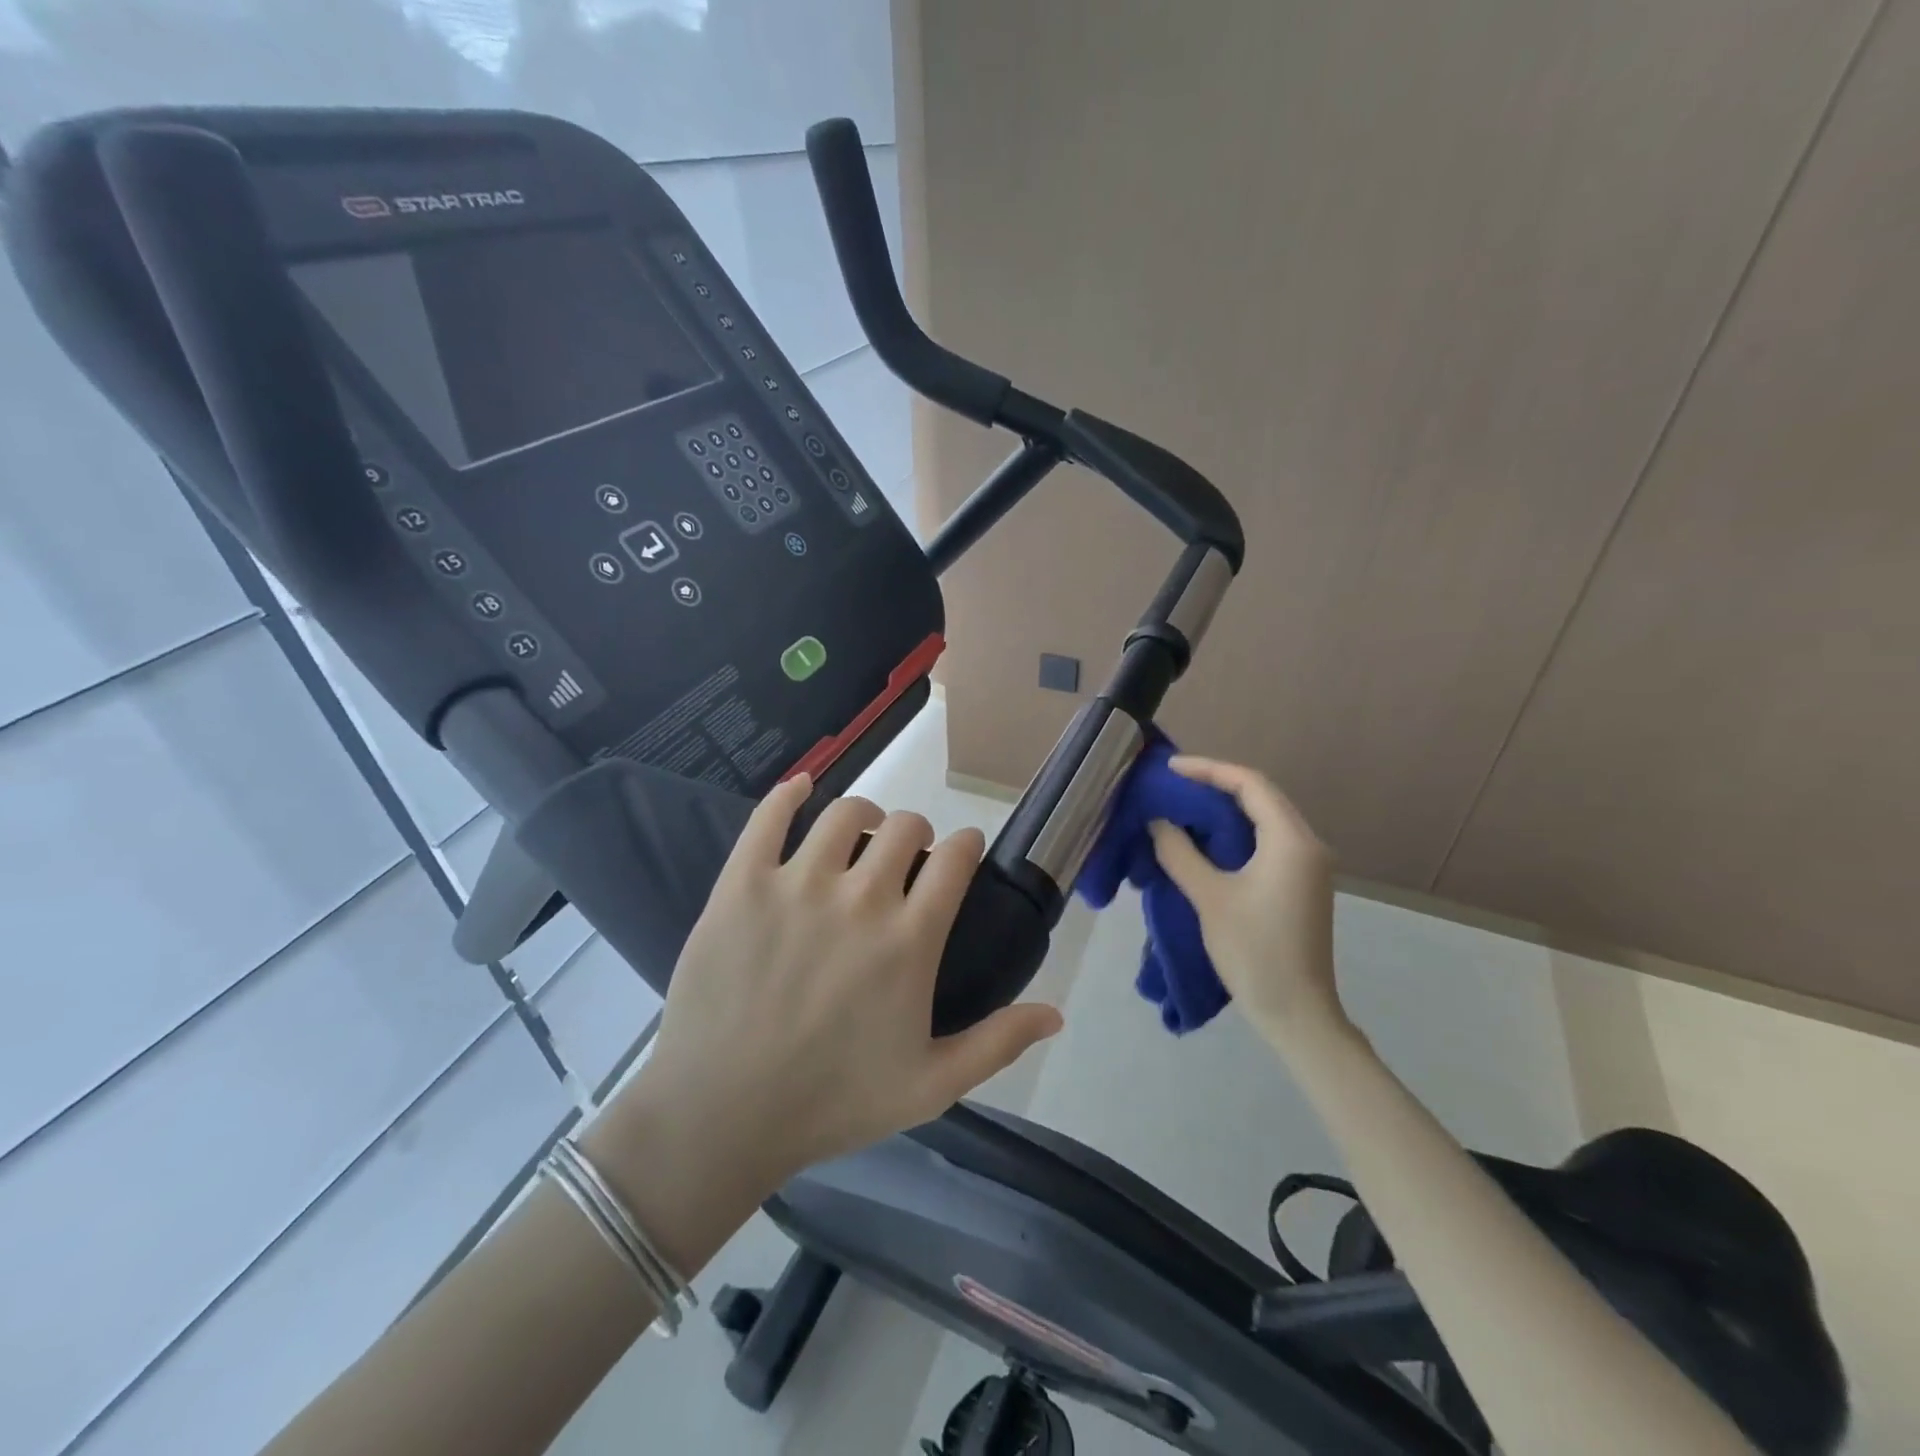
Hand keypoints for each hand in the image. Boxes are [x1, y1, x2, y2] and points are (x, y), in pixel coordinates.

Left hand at [627, 776, 1063, 1195]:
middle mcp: (860, 897)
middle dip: (917, 833)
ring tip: (860, 834)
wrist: (722, 1115)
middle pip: (905, 826)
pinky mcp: (742, 883)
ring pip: (845, 813)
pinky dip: (790, 793)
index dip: (965, 845)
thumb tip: (1057, 1011)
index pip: (955, 858)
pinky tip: (801, 788)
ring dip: (864, 814)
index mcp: (909, 939)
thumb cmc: (833, 1102)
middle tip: (907, 858)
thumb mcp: (931, 1086)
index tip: (962, 853)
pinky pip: (769, 815)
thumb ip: (998, 1043)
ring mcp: (797, 884)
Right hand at [1146, 756, 1344, 1046]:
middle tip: (1172, 784)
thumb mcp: (1209, 898)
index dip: (1208, 770)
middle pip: (1260, 796)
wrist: (1296, 1013)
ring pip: (1263, 818)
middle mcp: (1306, 844)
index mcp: (1291, 841)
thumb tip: (1159, 822)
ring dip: (1224, 808)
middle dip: (1215, 785)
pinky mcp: (1299, 884)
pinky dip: (1234, 832)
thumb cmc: (1254, 951)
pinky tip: (1204, 838)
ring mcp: (1307, 865)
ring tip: (1182, 805)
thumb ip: (1180, 853)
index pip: (1250, 784)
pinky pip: (1266, 841)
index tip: (1170, 769)